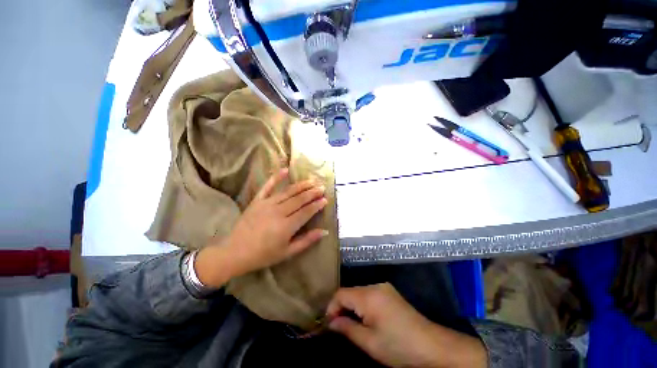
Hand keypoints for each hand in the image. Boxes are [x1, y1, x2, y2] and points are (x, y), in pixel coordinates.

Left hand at [195, 168, 328, 287]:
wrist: (235, 253)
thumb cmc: (263, 255)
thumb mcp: (287, 252)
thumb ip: (307, 241)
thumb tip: (324, 231)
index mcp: (286, 226)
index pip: (306, 211)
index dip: (317, 205)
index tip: (325, 199)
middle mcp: (278, 212)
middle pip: (299, 199)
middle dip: (312, 192)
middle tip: (322, 187)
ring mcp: (267, 204)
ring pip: (288, 191)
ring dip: (301, 185)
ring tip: (312, 180)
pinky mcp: (257, 201)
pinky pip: (267, 186)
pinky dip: (276, 177)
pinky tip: (285, 169)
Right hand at [327, 283, 487, 367]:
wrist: (432, 345)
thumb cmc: (399, 346)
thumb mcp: (369, 342)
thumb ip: (347, 329)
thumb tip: (331, 322)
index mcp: (369, 295)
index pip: (341, 293)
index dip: (331, 307)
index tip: (329, 325)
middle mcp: (375, 286)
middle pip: (350, 292)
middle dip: (341, 308)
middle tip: (339, 328)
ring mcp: (384, 287)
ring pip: (359, 293)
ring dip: (352, 307)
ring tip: (352, 325)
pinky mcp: (390, 292)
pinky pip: (369, 294)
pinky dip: (362, 305)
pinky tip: (366, 319)